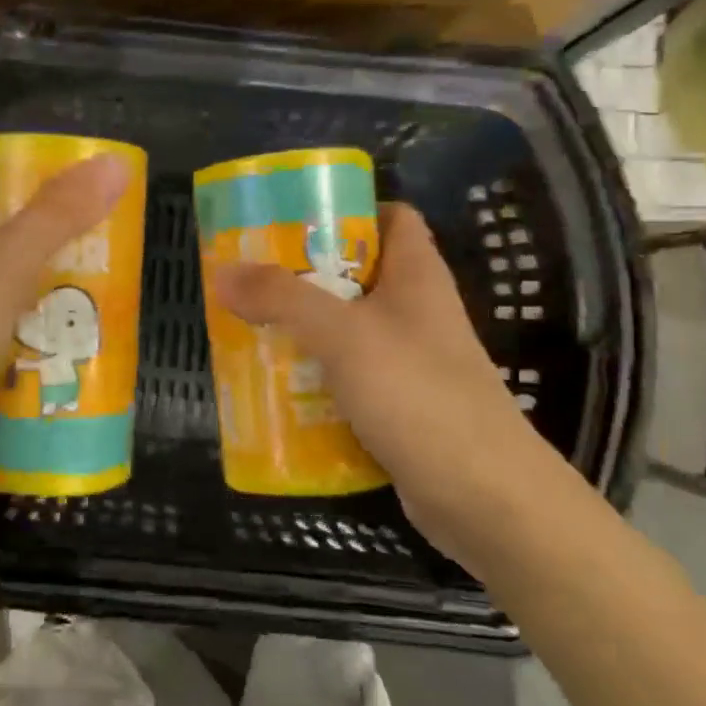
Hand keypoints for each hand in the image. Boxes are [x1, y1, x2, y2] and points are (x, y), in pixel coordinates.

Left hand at [0, 155, 130, 533]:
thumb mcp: (3, 264)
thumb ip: (58, 215)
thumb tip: (115, 162)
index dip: (4, 174)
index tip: (61, 178)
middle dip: (44, 239)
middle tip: (100, 234)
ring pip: (3, 295)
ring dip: (48, 294)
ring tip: (106, 285)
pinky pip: (7, 344)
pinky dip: (39, 343)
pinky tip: (84, 342)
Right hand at [214, 203, 560, 565]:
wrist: (483, 496)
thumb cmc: (417, 393)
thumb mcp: (343, 334)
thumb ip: (283, 299)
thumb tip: (223, 271)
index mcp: (417, 275)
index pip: (391, 217)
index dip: (348, 209)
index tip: (293, 220)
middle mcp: (416, 311)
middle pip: (358, 274)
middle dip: (305, 275)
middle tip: (252, 279)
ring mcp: (410, 362)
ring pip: (348, 330)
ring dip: (304, 331)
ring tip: (250, 330)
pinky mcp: (399, 406)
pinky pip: (348, 378)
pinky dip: (316, 379)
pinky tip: (277, 388)